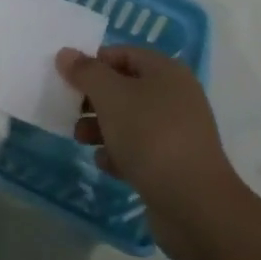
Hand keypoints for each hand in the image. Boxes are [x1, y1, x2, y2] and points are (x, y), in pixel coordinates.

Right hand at [56, 45, 244, 257]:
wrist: (194, 206)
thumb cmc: (150, 136)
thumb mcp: (111, 96)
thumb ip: (86, 72)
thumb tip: (65, 53)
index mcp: (166, 72)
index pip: (123, 54)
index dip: (94, 62)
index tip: (69, 79)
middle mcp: (175, 97)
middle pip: (124, 88)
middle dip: (94, 99)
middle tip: (72, 111)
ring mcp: (177, 133)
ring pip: (129, 120)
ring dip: (101, 127)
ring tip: (81, 139)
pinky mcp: (174, 165)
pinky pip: (139, 150)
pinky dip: (119, 153)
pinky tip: (104, 164)